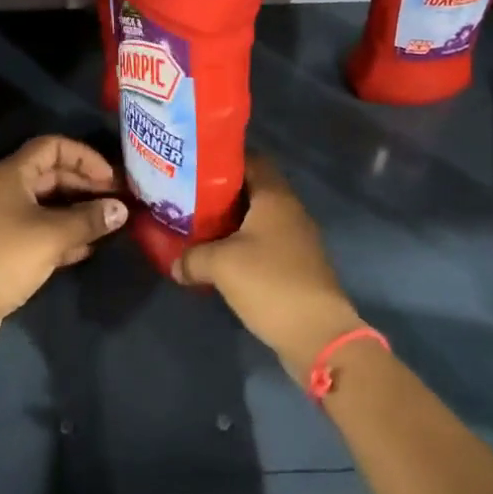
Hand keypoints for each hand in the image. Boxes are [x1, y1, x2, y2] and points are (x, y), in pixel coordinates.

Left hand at [0, 135, 127, 351]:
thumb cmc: (4, 257)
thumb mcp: (52, 235)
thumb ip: (89, 220)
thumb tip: (121, 209)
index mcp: (13, 174)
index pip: (53, 146)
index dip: (84, 156)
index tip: (110, 177)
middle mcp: (8, 190)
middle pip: (53, 175)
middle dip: (86, 185)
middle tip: (117, 201)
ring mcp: (5, 219)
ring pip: (49, 205)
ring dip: (78, 211)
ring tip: (109, 223)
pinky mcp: (7, 247)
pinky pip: (42, 231)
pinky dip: (65, 234)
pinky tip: (88, 248)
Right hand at [174, 155, 363, 378]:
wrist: (318, 334)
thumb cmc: (269, 282)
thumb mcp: (220, 264)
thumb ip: (192, 257)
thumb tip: (174, 264)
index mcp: (275, 197)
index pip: (251, 160)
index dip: (223, 159)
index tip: (195, 165)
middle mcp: (290, 211)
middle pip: (253, 189)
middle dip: (221, 193)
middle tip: (188, 196)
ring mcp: (297, 239)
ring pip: (258, 219)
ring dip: (231, 222)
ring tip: (198, 226)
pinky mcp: (297, 266)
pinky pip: (265, 244)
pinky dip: (243, 245)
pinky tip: (219, 258)